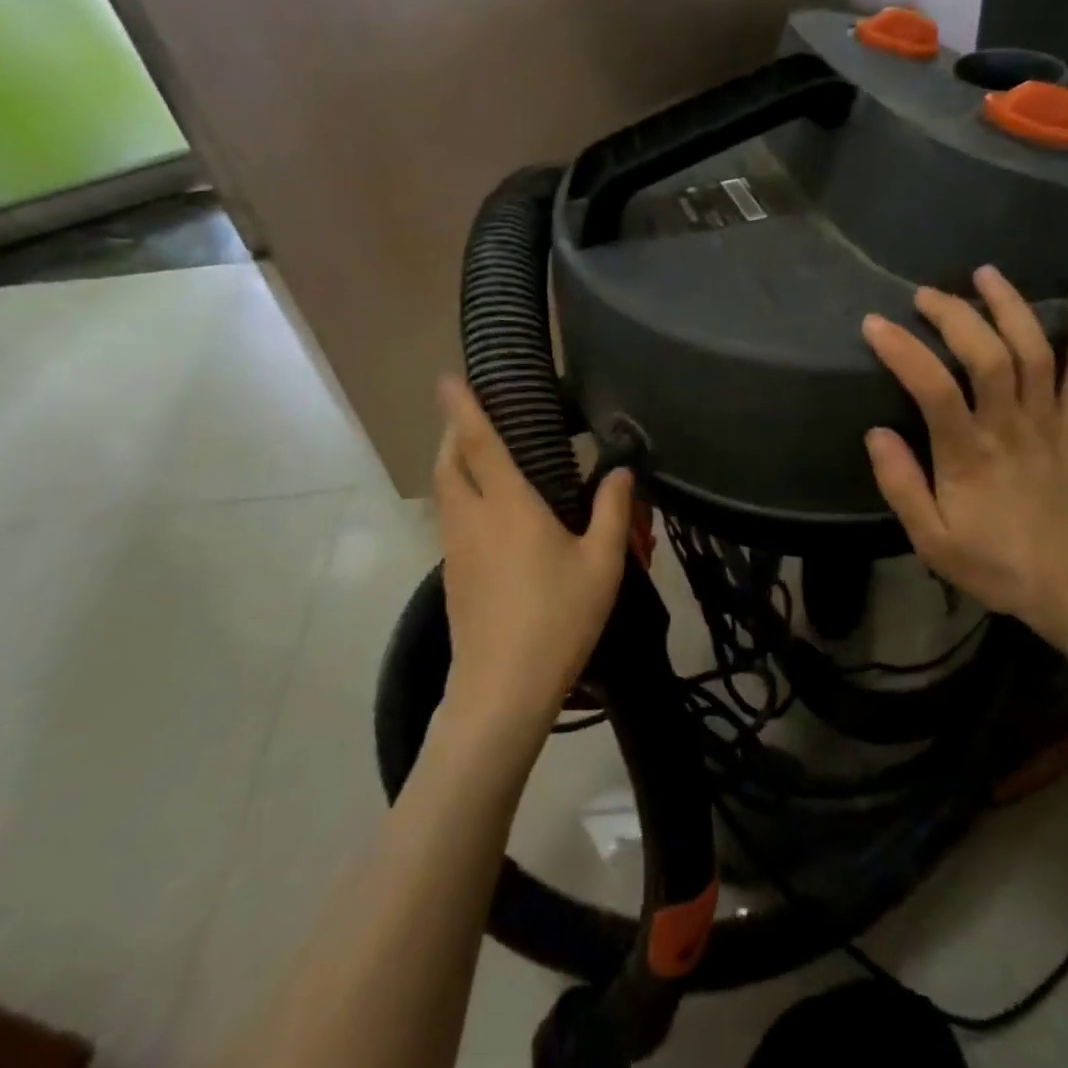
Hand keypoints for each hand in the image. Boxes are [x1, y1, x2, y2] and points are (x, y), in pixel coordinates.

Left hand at [432, 376, 633, 732]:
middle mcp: (473, 519)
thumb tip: (621, 472)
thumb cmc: (558, 618)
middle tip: (472, 419)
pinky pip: (452, 522)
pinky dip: (463, 501)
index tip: (448, 378)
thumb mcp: (602, 564)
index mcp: (509, 506)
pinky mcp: (452, 578)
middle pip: (449, 465)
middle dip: (452, 434)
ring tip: (483, 462)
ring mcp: (456, 550)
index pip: (479, 443)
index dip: (463, 407)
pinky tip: (493, 519)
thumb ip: (613, 511)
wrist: (501, 689)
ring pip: (446, 494)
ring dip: (455, 468)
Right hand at [862, 269, 1067, 652]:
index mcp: (969, 456)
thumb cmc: (997, 566)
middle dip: (955, 315)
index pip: (933, 388)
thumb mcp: (933, 541)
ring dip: (1011, 307)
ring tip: (985, 273)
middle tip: (926, 295)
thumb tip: (876, 433)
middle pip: (989, 355)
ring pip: (1036, 352)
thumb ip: (902, 486)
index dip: (903, 350)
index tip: (875, 325)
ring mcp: (1051, 423)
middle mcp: (1011, 427)